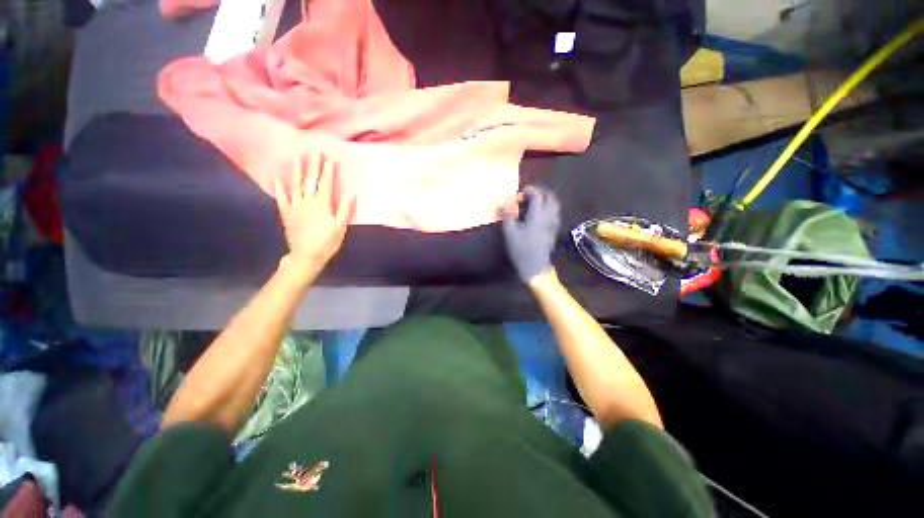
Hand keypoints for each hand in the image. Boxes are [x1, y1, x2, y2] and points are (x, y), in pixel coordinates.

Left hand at [273, 152, 355, 273]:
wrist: (306, 256)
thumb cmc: (327, 242)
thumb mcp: (340, 227)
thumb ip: (345, 210)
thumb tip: (352, 193)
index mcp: (322, 204)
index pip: (326, 183)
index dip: (328, 170)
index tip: (330, 157)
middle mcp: (307, 201)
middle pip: (311, 180)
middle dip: (314, 165)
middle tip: (315, 151)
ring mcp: (294, 205)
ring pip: (296, 184)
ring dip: (297, 170)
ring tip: (298, 156)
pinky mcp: (286, 212)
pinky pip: (281, 196)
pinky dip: (279, 185)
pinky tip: (276, 175)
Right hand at [501, 186, 560, 282]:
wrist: (535, 266)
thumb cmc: (521, 249)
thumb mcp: (509, 232)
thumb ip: (507, 215)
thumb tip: (503, 204)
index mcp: (537, 215)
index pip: (538, 196)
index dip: (530, 190)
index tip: (522, 192)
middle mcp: (548, 217)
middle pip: (551, 197)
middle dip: (541, 192)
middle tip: (531, 194)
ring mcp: (553, 224)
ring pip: (555, 206)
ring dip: (547, 200)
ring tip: (537, 202)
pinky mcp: (554, 231)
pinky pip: (555, 214)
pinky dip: (550, 209)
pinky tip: (542, 214)